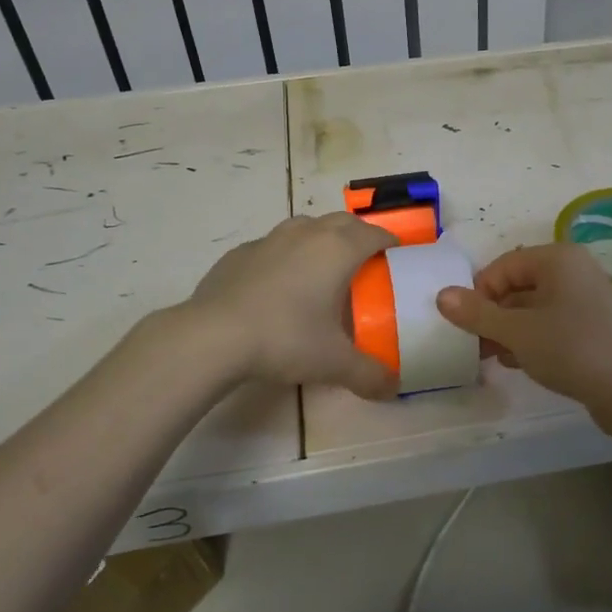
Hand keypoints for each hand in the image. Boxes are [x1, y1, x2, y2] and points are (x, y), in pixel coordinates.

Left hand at [187, 213, 398, 396]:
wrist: (213, 336)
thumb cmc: (285, 338)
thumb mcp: (334, 363)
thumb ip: (369, 375)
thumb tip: (393, 388)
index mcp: (338, 250)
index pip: (374, 235)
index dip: (390, 244)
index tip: (397, 257)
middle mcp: (307, 234)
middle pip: (343, 222)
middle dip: (359, 236)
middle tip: (365, 262)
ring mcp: (271, 239)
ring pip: (306, 226)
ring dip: (322, 238)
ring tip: (323, 266)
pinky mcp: (241, 252)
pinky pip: (274, 245)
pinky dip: (287, 255)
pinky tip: (280, 283)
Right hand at [435, 243, 611, 404]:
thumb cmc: (570, 348)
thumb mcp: (517, 331)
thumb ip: (477, 313)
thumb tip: (441, 295)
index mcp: (557, 259)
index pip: (503, 266)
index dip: (479, 294)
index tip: (466, 326)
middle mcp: (573, 270)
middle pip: (518, 286)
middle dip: (493, 315)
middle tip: (475, 345)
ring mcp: (586, 299)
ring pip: (533, 308)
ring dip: (509, 330)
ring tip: (494, 357)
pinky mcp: (592, 326)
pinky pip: (551, 324)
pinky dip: (531, 339)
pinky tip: (518, 363)